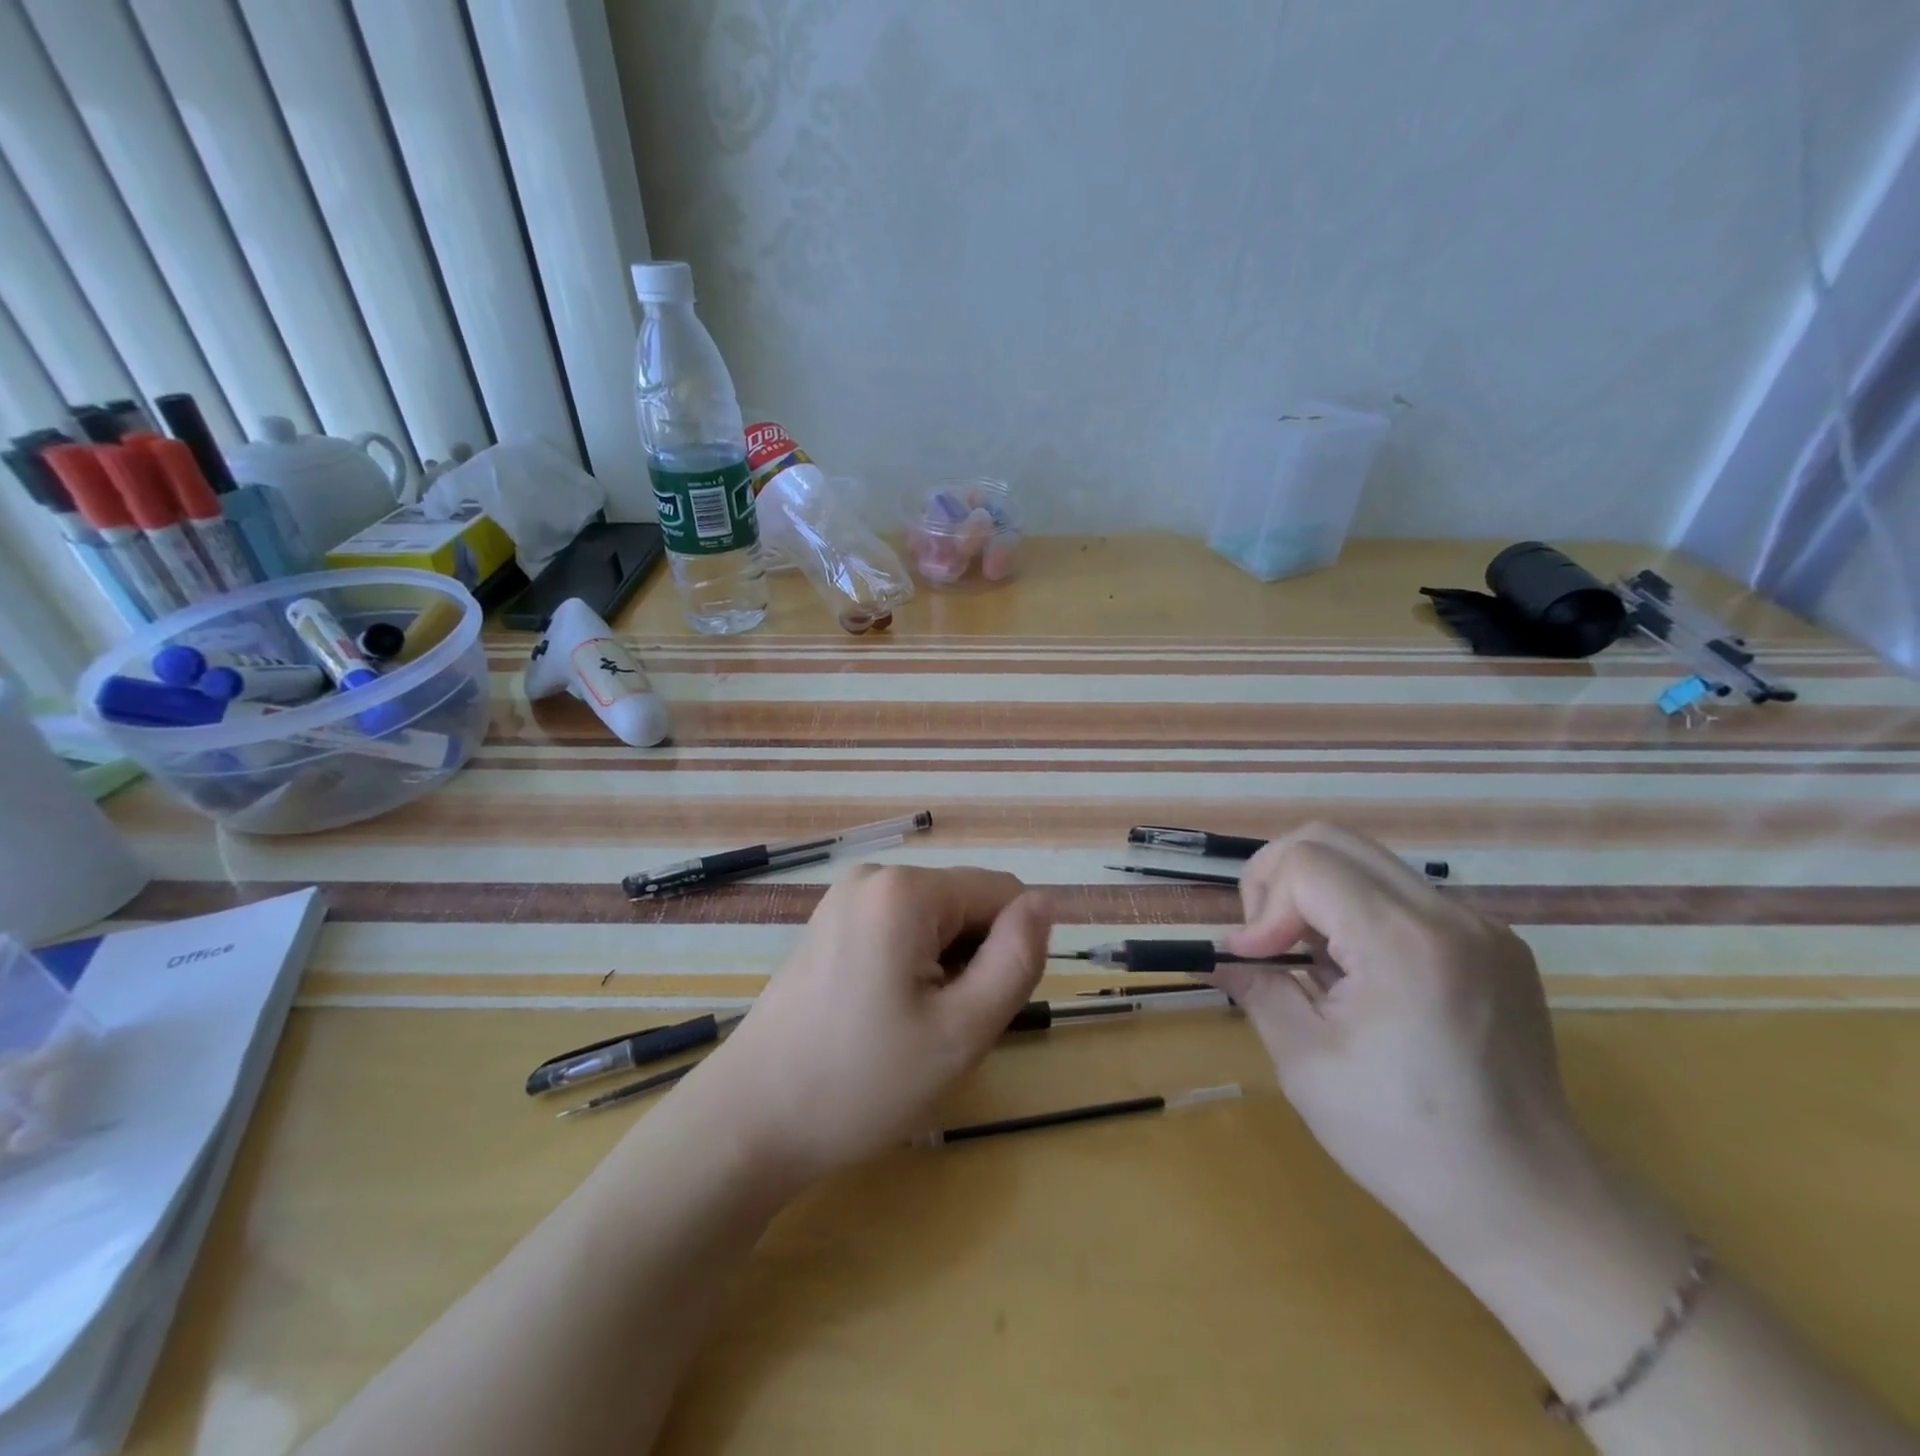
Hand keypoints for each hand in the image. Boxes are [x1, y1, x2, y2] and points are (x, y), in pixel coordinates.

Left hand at [692, 865, 1051, 1190]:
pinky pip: (900, 930)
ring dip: (946, 968)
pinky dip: (913, 967)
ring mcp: (845, 898)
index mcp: (905, 889)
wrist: (750, 1120)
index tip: (981, 1011)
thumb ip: (1016, 959)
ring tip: (912, 1028)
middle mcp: (874, 876)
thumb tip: (1045, 903)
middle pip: (966, 904)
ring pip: (936, 921)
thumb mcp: (962, 1030)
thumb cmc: (862, 1082)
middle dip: (974, 960)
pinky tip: (885, 1017)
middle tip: (944, 1030)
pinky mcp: (829, 923)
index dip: (1011, 952)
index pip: (1002, 893)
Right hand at [1216, 823, 1592, 1262]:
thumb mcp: (1305, 1063)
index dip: (1262, 904)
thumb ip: (1258, 988)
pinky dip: (1359, 912)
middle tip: (1266, 937)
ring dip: (1318, 893)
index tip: (1253, 959)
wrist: (1528, 1203)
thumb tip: (1223, 957)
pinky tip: (1358, 972)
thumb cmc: (1403, 1140)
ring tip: (1309, 957)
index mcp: (1405, 945)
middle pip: (1333, 839)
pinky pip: (1404, 895)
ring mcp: (1482, 927)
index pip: (1306, 863)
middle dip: (1279, 877)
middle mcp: (1451, 917)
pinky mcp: (1496, 944)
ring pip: (1367, 862)